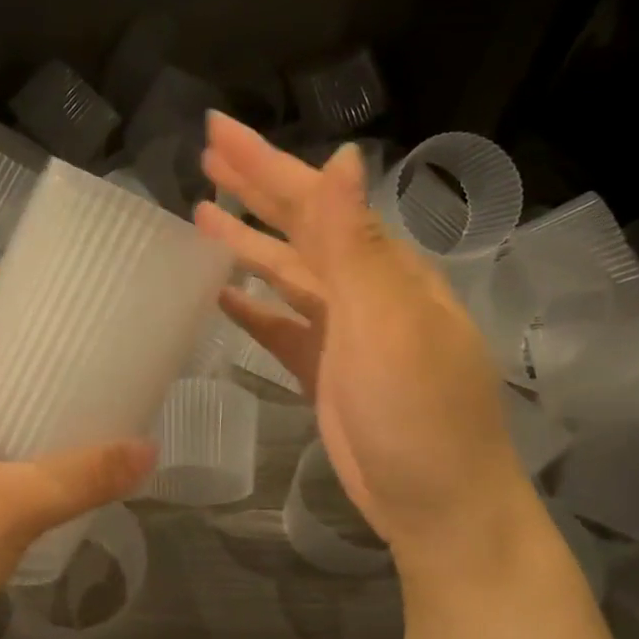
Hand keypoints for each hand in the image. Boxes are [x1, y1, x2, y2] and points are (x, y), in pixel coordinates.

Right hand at [195, 113, 533, 570]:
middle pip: (298, 227)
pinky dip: (252, 307)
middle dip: (254, 188)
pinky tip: (220, 293)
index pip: (314, 200)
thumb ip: (356, 244)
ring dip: (246, 242)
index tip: (217, 131)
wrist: (438, 506)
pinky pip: (279, 327)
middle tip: (205, 156)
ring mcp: (342, 332)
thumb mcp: (389, 323)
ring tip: (200, 214)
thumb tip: (341, 158)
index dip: (264, 163)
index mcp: (382, 268)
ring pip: (285, 273)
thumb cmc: (418, 413)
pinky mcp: (323, 371)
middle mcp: (363, 290)